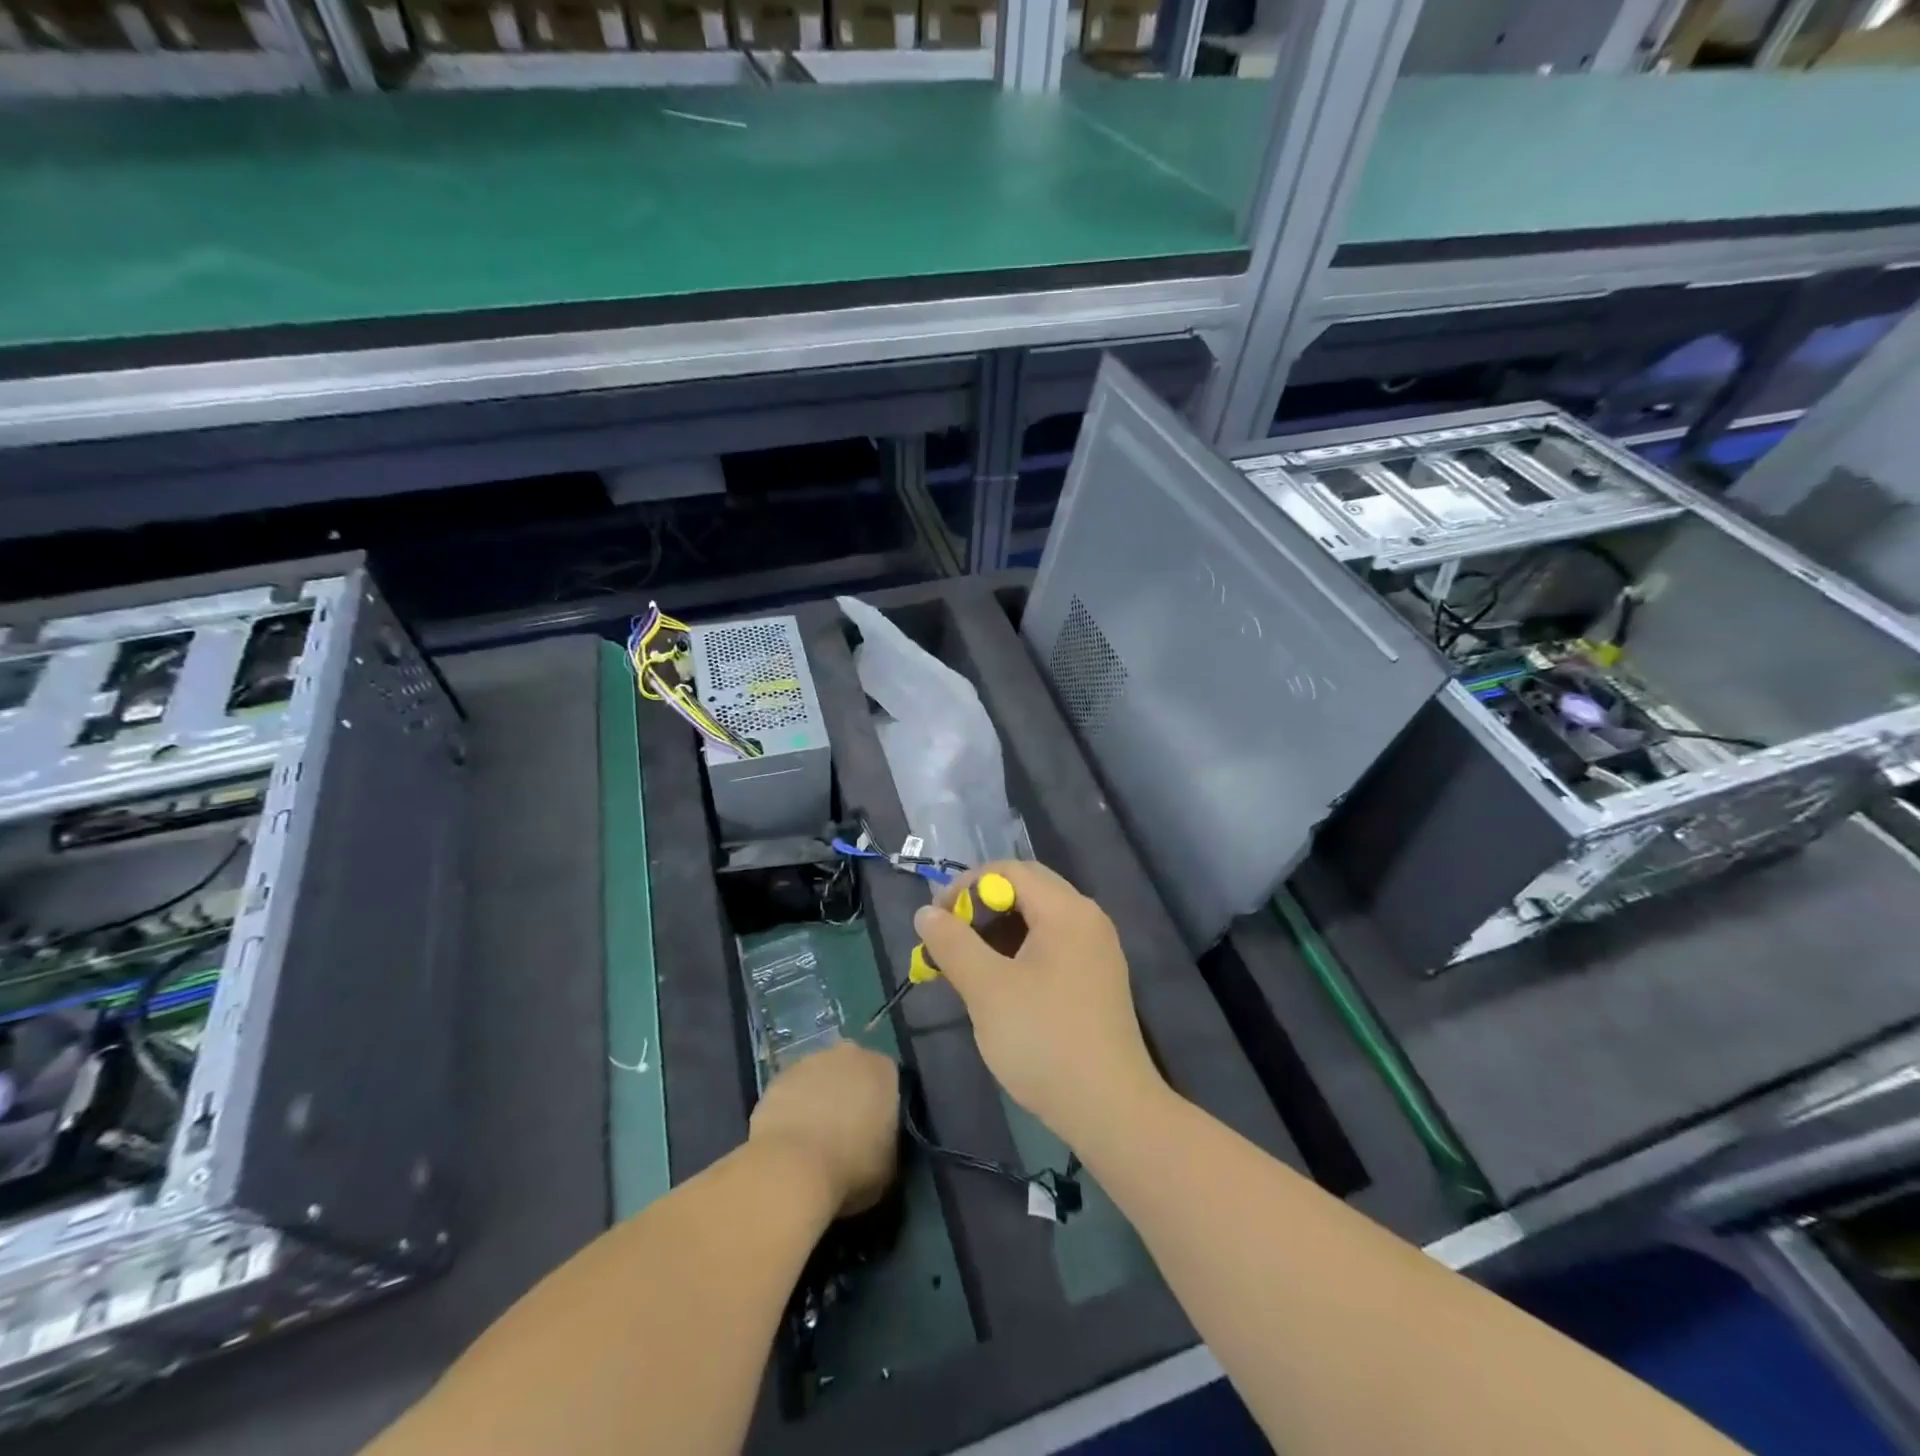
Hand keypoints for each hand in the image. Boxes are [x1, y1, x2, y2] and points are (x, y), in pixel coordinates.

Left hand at [748, 1042, 898, 1216]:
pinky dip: (794, 1106)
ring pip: (821, 1076)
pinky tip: (791, 1137)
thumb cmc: (851, 1166)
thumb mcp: (889, 1164)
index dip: (882, 1105)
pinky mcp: (780, 1076)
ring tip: (814, 1137)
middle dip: (850, 1093)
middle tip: (845, 1130)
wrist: (792, 1166)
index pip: (889, 1081)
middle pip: (854, 1071)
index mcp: (883, 1070)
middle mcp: (851, 1055)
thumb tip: (878, 1140)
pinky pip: (794, 1089)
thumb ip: (888, 1140)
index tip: (875, 1130)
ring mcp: (811, 1061)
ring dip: (820, 1097)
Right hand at [913, 860, 1164, 1148]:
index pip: (1010, 870)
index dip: (966, 886)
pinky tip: (997, 983)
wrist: (1110, 1110)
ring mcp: (1096, 950)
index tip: (936, 920)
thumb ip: (953, 943)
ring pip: (1038, 919)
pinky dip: (1018, 951)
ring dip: (997, 930)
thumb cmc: (1044, 1040)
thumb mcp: (987, 989)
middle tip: (947, 937)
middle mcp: (1087, 919)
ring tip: (964, 963)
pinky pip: (1052, 945)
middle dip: (981, 906)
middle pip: (1027, 889)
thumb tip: (926, 912)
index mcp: (1067, 910)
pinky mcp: (1096, 979)